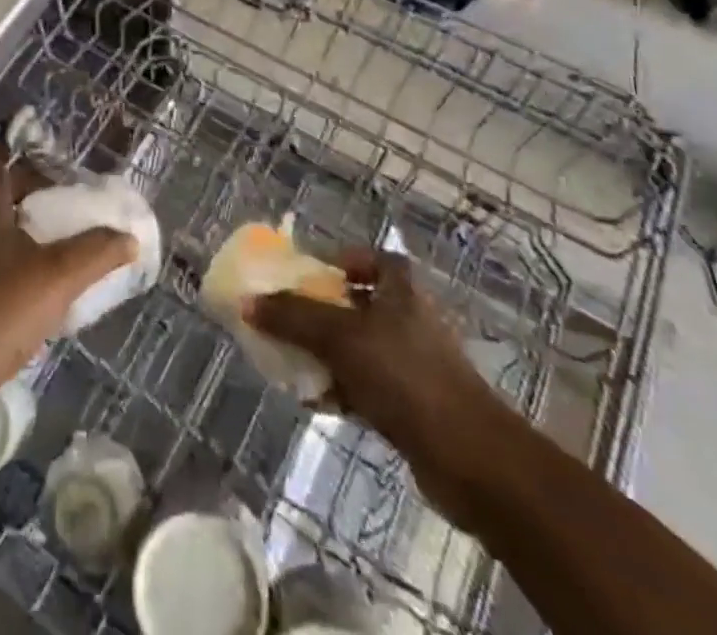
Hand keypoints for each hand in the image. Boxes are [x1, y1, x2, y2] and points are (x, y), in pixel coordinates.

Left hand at [0, 161, 135, 413]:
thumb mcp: (57, 277)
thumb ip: (95, 253)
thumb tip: (128, 237)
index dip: (15, 157)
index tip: (40, 157)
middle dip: (28, 200)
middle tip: (63, 206)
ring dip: (22, 240)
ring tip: (57, 251)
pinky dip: (12, 273)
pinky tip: (34, 297)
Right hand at [248, 249, 512, 528]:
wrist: (469, 459)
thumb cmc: (405, 376)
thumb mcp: (340, 337)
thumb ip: (293, 317)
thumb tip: (248, 302)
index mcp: (401, 289)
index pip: (371, 257)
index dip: (341, 258)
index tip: (307, 270)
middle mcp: (409, 318)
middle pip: (358, 302)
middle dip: (321, 308)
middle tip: (285, 313)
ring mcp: (412, 363)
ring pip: (359, 345)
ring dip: (326, 351)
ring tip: (289, 357)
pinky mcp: (411, 404)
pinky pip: (365, 384)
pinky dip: (340, 387)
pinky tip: (313, 399)